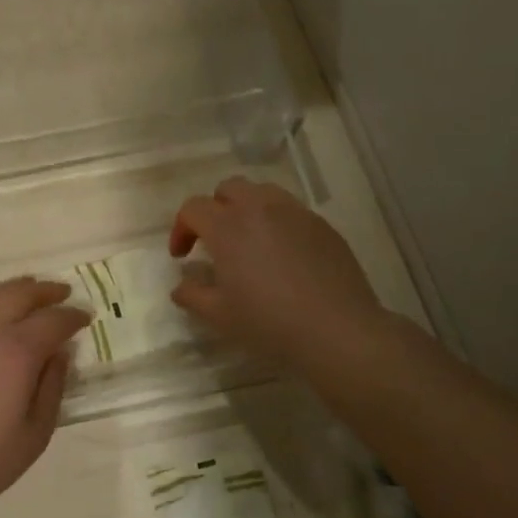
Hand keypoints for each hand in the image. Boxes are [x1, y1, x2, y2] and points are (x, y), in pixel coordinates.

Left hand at [0, 278, 90, 517]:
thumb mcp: (34, 434)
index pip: (52, 321)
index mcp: (15, 352)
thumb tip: (61, 354)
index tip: (86, 317)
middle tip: (64, 293)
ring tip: (33, 292)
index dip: (73, 317)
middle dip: (46, 291)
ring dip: (18, 289)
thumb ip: (52, 387)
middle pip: (20, 295)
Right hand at [169, 177, 390, 373]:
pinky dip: (277, 222)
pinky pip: (291, 210)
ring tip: (249, 240)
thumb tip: (181, 285)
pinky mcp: (322, 225)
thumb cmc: (269, 322)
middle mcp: (259, 209)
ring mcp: (295, 213)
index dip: (181, 229)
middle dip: (214, 209)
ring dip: (246, 208)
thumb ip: (192, 295)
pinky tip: (282, 254)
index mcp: (228, 227)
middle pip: (228, 188)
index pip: (193, 208)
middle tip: (214, 241)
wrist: (337, 330)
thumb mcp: (219, 315)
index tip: (182, 256)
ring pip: (262, 192)